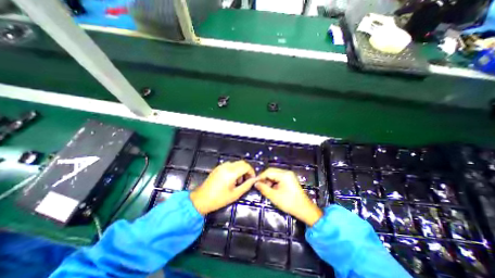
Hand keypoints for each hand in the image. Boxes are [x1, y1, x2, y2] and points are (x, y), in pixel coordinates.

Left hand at [190, 161, 256, 214]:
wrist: (201, 199)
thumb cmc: (219, 199)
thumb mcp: (235, 194)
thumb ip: (246, 185)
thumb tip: (254, 180)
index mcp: (231, 173)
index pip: (246, 166)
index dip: (252, 171)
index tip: (252, 179)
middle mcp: (226, 166)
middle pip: (242, 162)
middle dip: (247, 170)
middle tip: (247, 179)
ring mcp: (221, 166)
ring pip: (236, 163)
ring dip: (241, 169)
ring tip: (239, 181)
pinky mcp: (218, 167)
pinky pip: (230, 165)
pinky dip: (235, 169)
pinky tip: (232, 178)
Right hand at [255, 167, 324, 225]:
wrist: (305, 210)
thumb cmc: (289, 203)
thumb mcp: (274, 196)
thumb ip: (264, 188)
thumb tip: (256, 183)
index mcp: (284, 175)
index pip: (268, 171)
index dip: (260, 176)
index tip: (254, 182)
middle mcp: (286, 172)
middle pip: (272, 171)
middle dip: (264, 178)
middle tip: (259, 185)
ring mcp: (289, 175)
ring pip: (275, 174)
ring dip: (269, 180)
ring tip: (265, 188)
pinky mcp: (290, 179)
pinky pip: (279, 177)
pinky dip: (274, 181)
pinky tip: (272, 188)